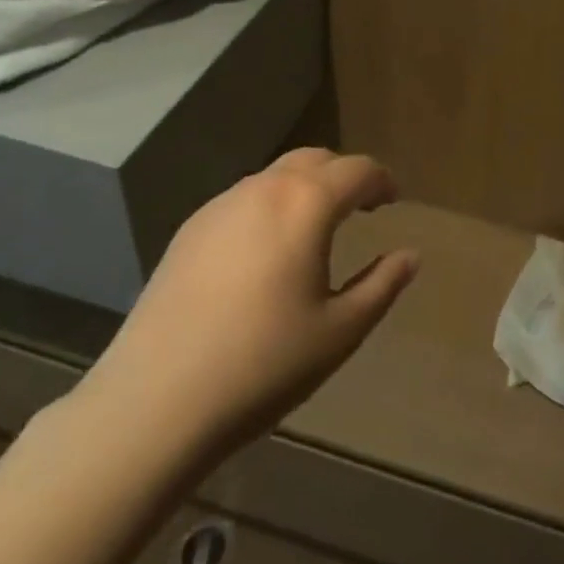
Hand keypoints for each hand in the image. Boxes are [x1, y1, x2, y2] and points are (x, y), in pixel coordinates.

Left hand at [78, 147, 419, 467]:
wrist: (153, 404)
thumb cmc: (263, 365)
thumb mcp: (340, 331)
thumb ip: (382, 285)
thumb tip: (409, 255)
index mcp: (307, 204)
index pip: (358, 170)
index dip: (382, 181)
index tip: (392, 201)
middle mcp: (264, 189)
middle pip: (315, 160)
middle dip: (344, 175)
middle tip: (361, 207)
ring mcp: (220, 207)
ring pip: (275, 176)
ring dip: (305, 188)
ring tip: (316, 227)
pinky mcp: (188, 231)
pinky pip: (243, 199)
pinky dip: (270, 206)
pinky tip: (266, 250)